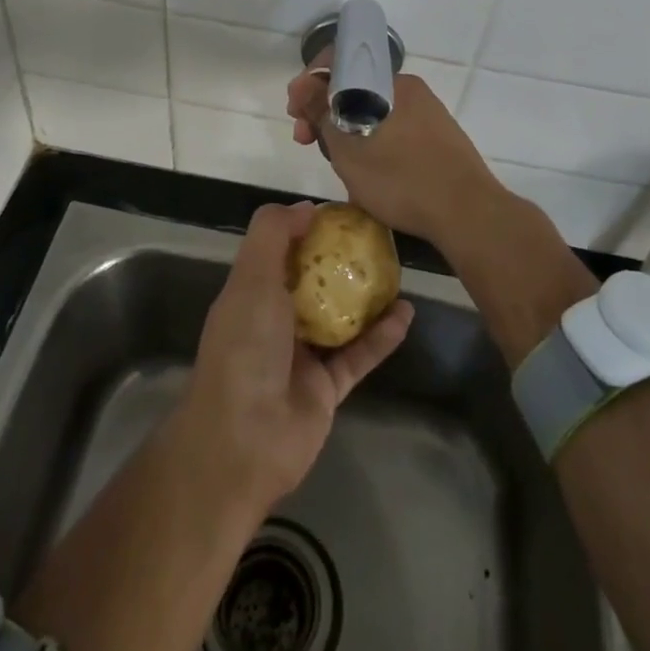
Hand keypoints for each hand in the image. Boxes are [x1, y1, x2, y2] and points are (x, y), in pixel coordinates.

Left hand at [177, 202, 411, 518]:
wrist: (243, 442)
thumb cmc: (244, 347)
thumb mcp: (251, 278)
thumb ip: (273, 234)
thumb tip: (306, 208)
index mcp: (251, 292)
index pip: (281, 251)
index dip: (307, 229)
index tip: (342, 213)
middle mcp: (275, 320)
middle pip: (313, 282)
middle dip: (341, 261)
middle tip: (378, 239)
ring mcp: (302, 356)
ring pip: (340, 317)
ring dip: (366, 296)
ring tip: (397, 270)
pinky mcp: (327, 388)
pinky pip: (359, 354)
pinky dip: (382, 336)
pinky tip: (406, 312)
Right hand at [287, 61, 508, 249]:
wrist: (470, 215)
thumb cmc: (402, 179)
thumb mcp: (348, 148)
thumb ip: (321, 111)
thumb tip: (304, 84)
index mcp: (390, 82)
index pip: (341, 62)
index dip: (310, 82)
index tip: (295, 113)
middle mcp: (410, 90)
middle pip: (355, 89)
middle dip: (325, 112)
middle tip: (306, 142)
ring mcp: (427, 115)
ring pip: (372, 113)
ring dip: (346, 132)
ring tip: (336, 166)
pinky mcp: (438, 139)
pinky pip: (393, 131)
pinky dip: (371, 144)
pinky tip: (366, 175)